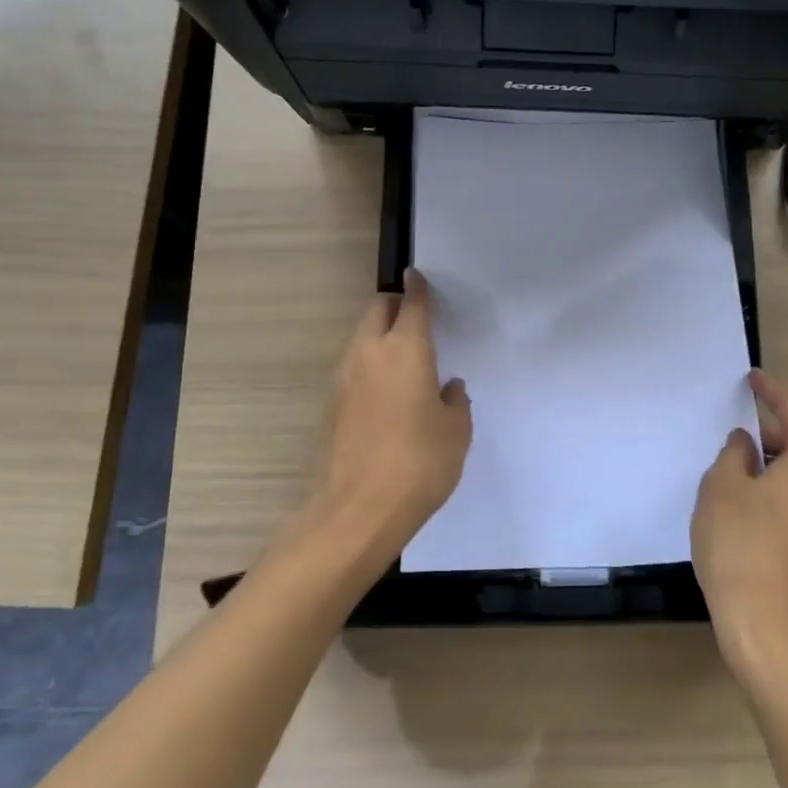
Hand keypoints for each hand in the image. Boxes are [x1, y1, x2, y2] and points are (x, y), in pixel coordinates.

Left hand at [289, 269, 472, 580]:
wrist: (357, 510)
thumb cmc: (419, 463)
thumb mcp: (456, 432)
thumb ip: (455, 403)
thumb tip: (447, 389)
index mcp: (406, 350)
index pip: (411, 305)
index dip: (417, 288)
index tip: (418, 276)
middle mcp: (369, 354)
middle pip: (377, 311)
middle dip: (394, 304)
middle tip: (415, 315)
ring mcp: (344, 379)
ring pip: (361, 338)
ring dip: (379, 335)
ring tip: (404, 355)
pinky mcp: (332, 405)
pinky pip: (353, 368)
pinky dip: (369, 364)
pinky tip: (388, 391)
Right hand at [692, 369, 787, 676]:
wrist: (768, 627)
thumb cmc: (741, 544)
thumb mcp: (722, 486)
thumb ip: (734, 453)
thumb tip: (747, 445)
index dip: (769, 392)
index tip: (753, 378)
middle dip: (769, 435)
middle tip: (735, 432)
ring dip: (774, 466)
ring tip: (736, 469)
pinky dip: (781, 491)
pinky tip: (750, 503)